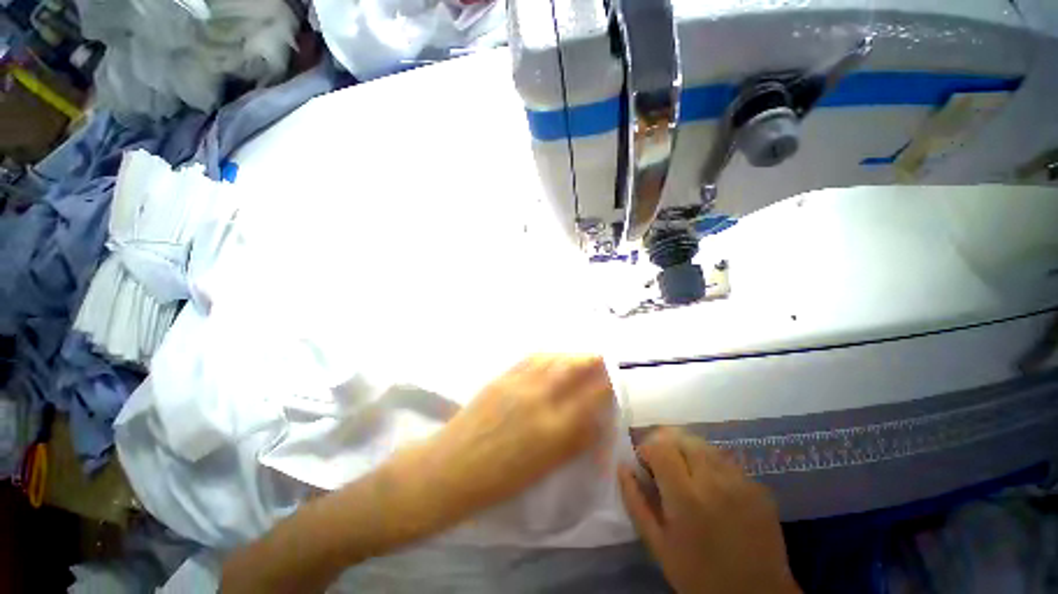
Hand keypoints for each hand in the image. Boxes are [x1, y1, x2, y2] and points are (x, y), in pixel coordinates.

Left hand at [419, 354, 614, 520]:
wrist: (453, 467)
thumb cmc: (502, 479)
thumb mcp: (548, 466)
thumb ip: (576, 439)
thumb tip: (596, 418)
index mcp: (556, 428)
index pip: (593, 395)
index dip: (609, 383)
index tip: (618, 378)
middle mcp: (541, 398)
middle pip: (575, 367)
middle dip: (594, 360)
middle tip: (604, 359)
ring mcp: (519, 383)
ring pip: (554, 357)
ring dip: (572, 354)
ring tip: (581, 356)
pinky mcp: (503, 376)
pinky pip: (532, 358)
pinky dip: (549, 354)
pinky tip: (554, 356)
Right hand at [618, 428, 799, 593]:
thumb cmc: (698, 575)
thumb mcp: (658, 544)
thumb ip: (635, 501)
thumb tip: (623, 467)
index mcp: (686, 497)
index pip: (659, 446)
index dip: (646, 448)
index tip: (644, 464)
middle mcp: (715, 481)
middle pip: (683, 438)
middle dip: (666, 445)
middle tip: (663, 466)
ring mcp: (742, 482)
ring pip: (705, 445)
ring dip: (688, 452)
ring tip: (686, 475)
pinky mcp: (759, 487)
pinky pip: (726, 461)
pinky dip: (711, 464)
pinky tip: (712, 488)